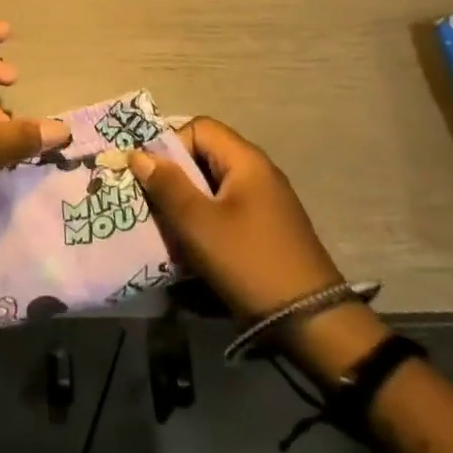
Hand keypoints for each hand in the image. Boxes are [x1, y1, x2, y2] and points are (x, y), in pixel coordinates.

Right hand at [128, 117, 388, 379]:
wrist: (314, 324)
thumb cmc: (250, 263)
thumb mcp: (199, 224)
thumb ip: (167, 185)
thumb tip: (139, 154)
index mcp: (246, 160)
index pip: (199, 128)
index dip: (171, 146)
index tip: (154, 179)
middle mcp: (259, 173)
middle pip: (205, 157)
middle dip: (175, 179)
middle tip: (155, 207)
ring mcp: (267, 203)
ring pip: (214, 187)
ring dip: (189, 205)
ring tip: (172, 232)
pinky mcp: (269, 230)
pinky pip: (228, 211)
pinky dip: (208, 223)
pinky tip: (197, 251)